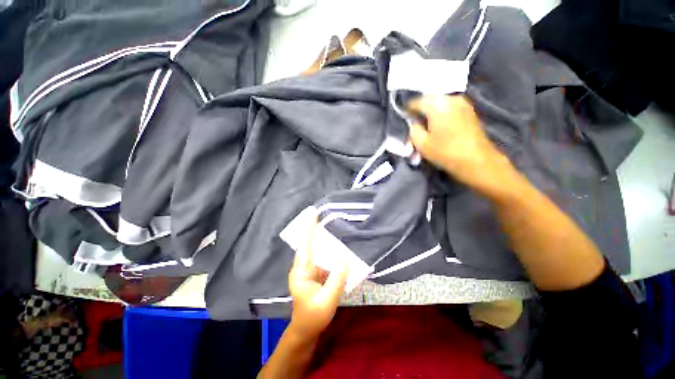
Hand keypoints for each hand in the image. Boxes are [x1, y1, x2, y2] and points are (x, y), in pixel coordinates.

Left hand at [287, 214, 347, 339]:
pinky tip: (338, 248)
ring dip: (324, 240)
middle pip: (309, 244)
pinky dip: (329, 252)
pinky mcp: (314, 273)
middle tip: (326, 216)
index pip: (305, 245)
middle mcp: (302, 267)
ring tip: (334, 228)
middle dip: (316, 229)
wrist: (307, 330)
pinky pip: (322, 258)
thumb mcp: (327, 300)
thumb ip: (336, 279)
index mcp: (301, 272)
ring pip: (316, 250)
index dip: (309, 228)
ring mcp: (308, 270)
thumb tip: (344, 257)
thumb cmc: (313, 317)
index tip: (312, 213)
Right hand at [408, 95, 510, 191]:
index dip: (407, 109)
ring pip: (440, 102)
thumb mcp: (421, 144)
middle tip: (414, 121)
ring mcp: (462, 103)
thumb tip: (414, 123)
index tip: (403, 117)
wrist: (477, 161)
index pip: (417, 102)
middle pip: (429, 99)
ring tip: (426, 123)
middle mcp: (451, 98)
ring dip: (431, 111)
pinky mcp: (469, 110)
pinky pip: (449, 106)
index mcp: (437, 105)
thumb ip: (413, 130)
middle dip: (420, 109)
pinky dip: (441, 113)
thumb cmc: (446, 152)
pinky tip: (439, 124)